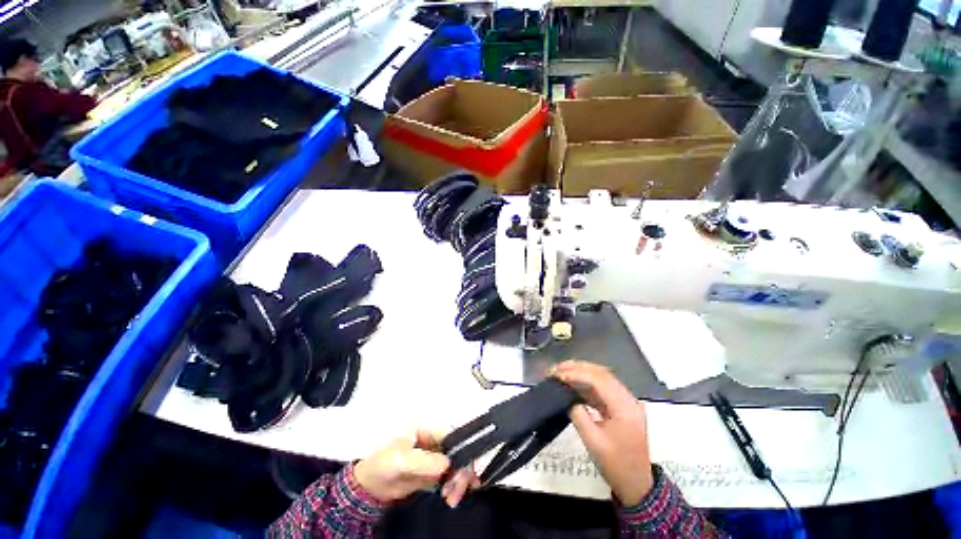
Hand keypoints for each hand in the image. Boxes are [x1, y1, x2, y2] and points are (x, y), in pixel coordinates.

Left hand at [353, 430, 479, 507]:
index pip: (452, 435)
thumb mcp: (401, 460)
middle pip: (457, 452)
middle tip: (455, 491)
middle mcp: (435, 443)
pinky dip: (456, 487)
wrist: (370, 487)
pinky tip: (455, 496)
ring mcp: (435, 459)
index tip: (464, 470)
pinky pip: (451, 478)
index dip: (462, 449)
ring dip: (459, 482)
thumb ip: (424, 461)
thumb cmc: (384, 463)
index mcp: (428, 430)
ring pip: (457, 466)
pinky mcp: (434, 475)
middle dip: (460, 471)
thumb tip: (448, 464)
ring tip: (452, 498)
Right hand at [550, 361, 652, 505]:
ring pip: (602, 378)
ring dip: (581, 373)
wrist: (638, 485)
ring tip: (561, 372)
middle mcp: (628, 399)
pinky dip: (586, 384)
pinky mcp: (620, 406)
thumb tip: (568, 398)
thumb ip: (578, 415)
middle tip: (556, 368)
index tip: (557, 374)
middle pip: (602, 374)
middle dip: (577, 368)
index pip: (599, 380)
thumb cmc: (616, 466)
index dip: (576, 374)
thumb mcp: (593, 442)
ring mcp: (626, 402)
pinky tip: (572, 384)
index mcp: (625, 408)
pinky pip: (602, 389)